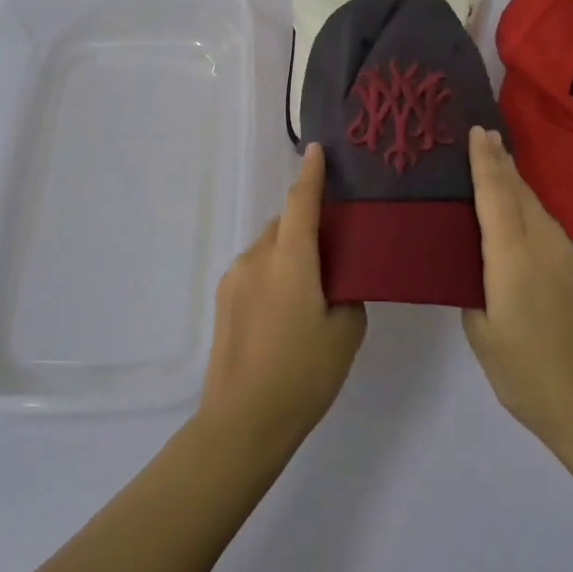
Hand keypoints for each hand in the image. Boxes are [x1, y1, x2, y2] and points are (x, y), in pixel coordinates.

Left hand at [196, 144, 365, 453]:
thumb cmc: (303, 374)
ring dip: (290, 251)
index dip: (311, 173)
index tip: (318, 149)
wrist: (242, 422)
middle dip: (308, 223)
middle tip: (335, 247)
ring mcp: (235, 277)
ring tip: (311, 287)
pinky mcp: (223, 298)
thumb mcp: (346, 331)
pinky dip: (274, 270)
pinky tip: (286, 308)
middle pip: (286, 223)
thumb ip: (348, 291)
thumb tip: (338, 277)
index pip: (301, 201)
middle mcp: (257, 257)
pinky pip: (255, 267)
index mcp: (290, 259)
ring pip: (269, 246)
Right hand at [463, 125, 572, 459]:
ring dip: (519, 188)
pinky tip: (524, 229)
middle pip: (521, 193)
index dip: (485, 161)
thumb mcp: (484, 339)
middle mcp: (545, 247)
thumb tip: (478, 276)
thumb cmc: (532, 378)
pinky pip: (553, 233)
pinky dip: (533, 217)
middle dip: (503, 163)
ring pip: (540, 212)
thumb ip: (474, 296)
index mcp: (513, 258)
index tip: (478, 130)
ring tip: (500, 174)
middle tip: (485, 138)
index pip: (496, 195)